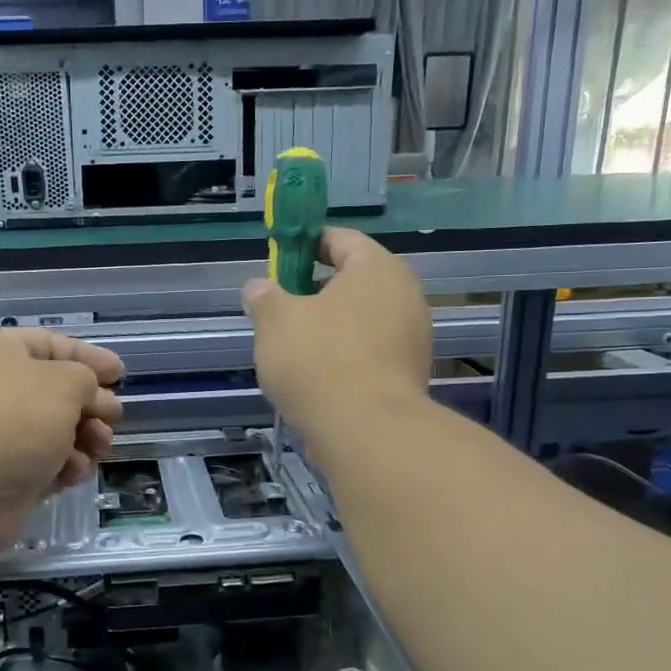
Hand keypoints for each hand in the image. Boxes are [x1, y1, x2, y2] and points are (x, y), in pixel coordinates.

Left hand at [0, 329, 124, 557]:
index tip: (120, 374)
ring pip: (58, 431)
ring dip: (86, 438)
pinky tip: (74, 472)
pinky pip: (48, 465)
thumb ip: (88, 380)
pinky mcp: (7, 475)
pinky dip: (66, 467)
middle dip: (92, 404)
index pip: (53, 345)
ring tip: (99, 446)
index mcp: (3, 353)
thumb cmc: (15, 416)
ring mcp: (1, 436)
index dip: (89, 357)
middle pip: (58, 392)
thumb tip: (91, 397)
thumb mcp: (66, 382)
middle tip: (113, 417)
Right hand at [242, 228, 430, 448]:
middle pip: (355, 281)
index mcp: (377, 268)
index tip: (281, 259)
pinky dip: (345, 355)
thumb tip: (258, 288)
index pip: (341, 239)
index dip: (307, 244)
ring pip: (363, 318)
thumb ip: (264, 297)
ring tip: (294, 345)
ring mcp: (413, 337)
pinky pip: (370, 351)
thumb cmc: (318, 359)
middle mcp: (405, 295)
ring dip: (331, 326)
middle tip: (282, 306)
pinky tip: (317, 375)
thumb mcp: (274, 320)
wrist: (366, 430)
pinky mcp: (410, 374)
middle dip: (317, 290)